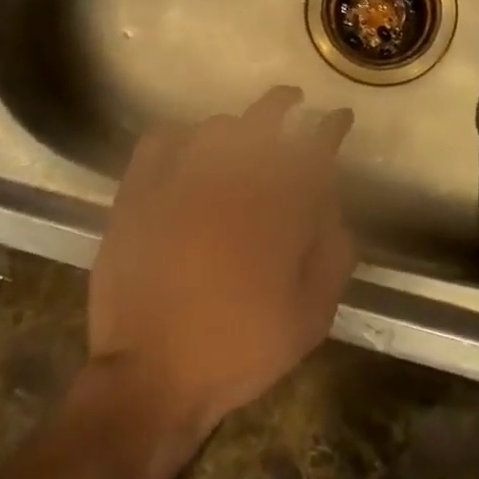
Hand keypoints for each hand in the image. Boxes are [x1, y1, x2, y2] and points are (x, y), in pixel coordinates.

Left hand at [88, 87, 355, 439]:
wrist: (151, 379)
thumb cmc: (238, 350)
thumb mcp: (310, 317)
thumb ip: (332, 254)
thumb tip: (331, 205)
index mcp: (275, 211)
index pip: (312, 150)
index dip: (331, 128)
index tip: (340, 116)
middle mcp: (230, 183)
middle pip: (262, 121)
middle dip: (283, 104)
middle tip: (293, 100)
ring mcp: (179, 184)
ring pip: (214, 127)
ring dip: (236, 124)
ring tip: (242, 131)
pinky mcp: (138, 195)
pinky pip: (159, 141)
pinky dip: (177, 133)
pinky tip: (186, 142)